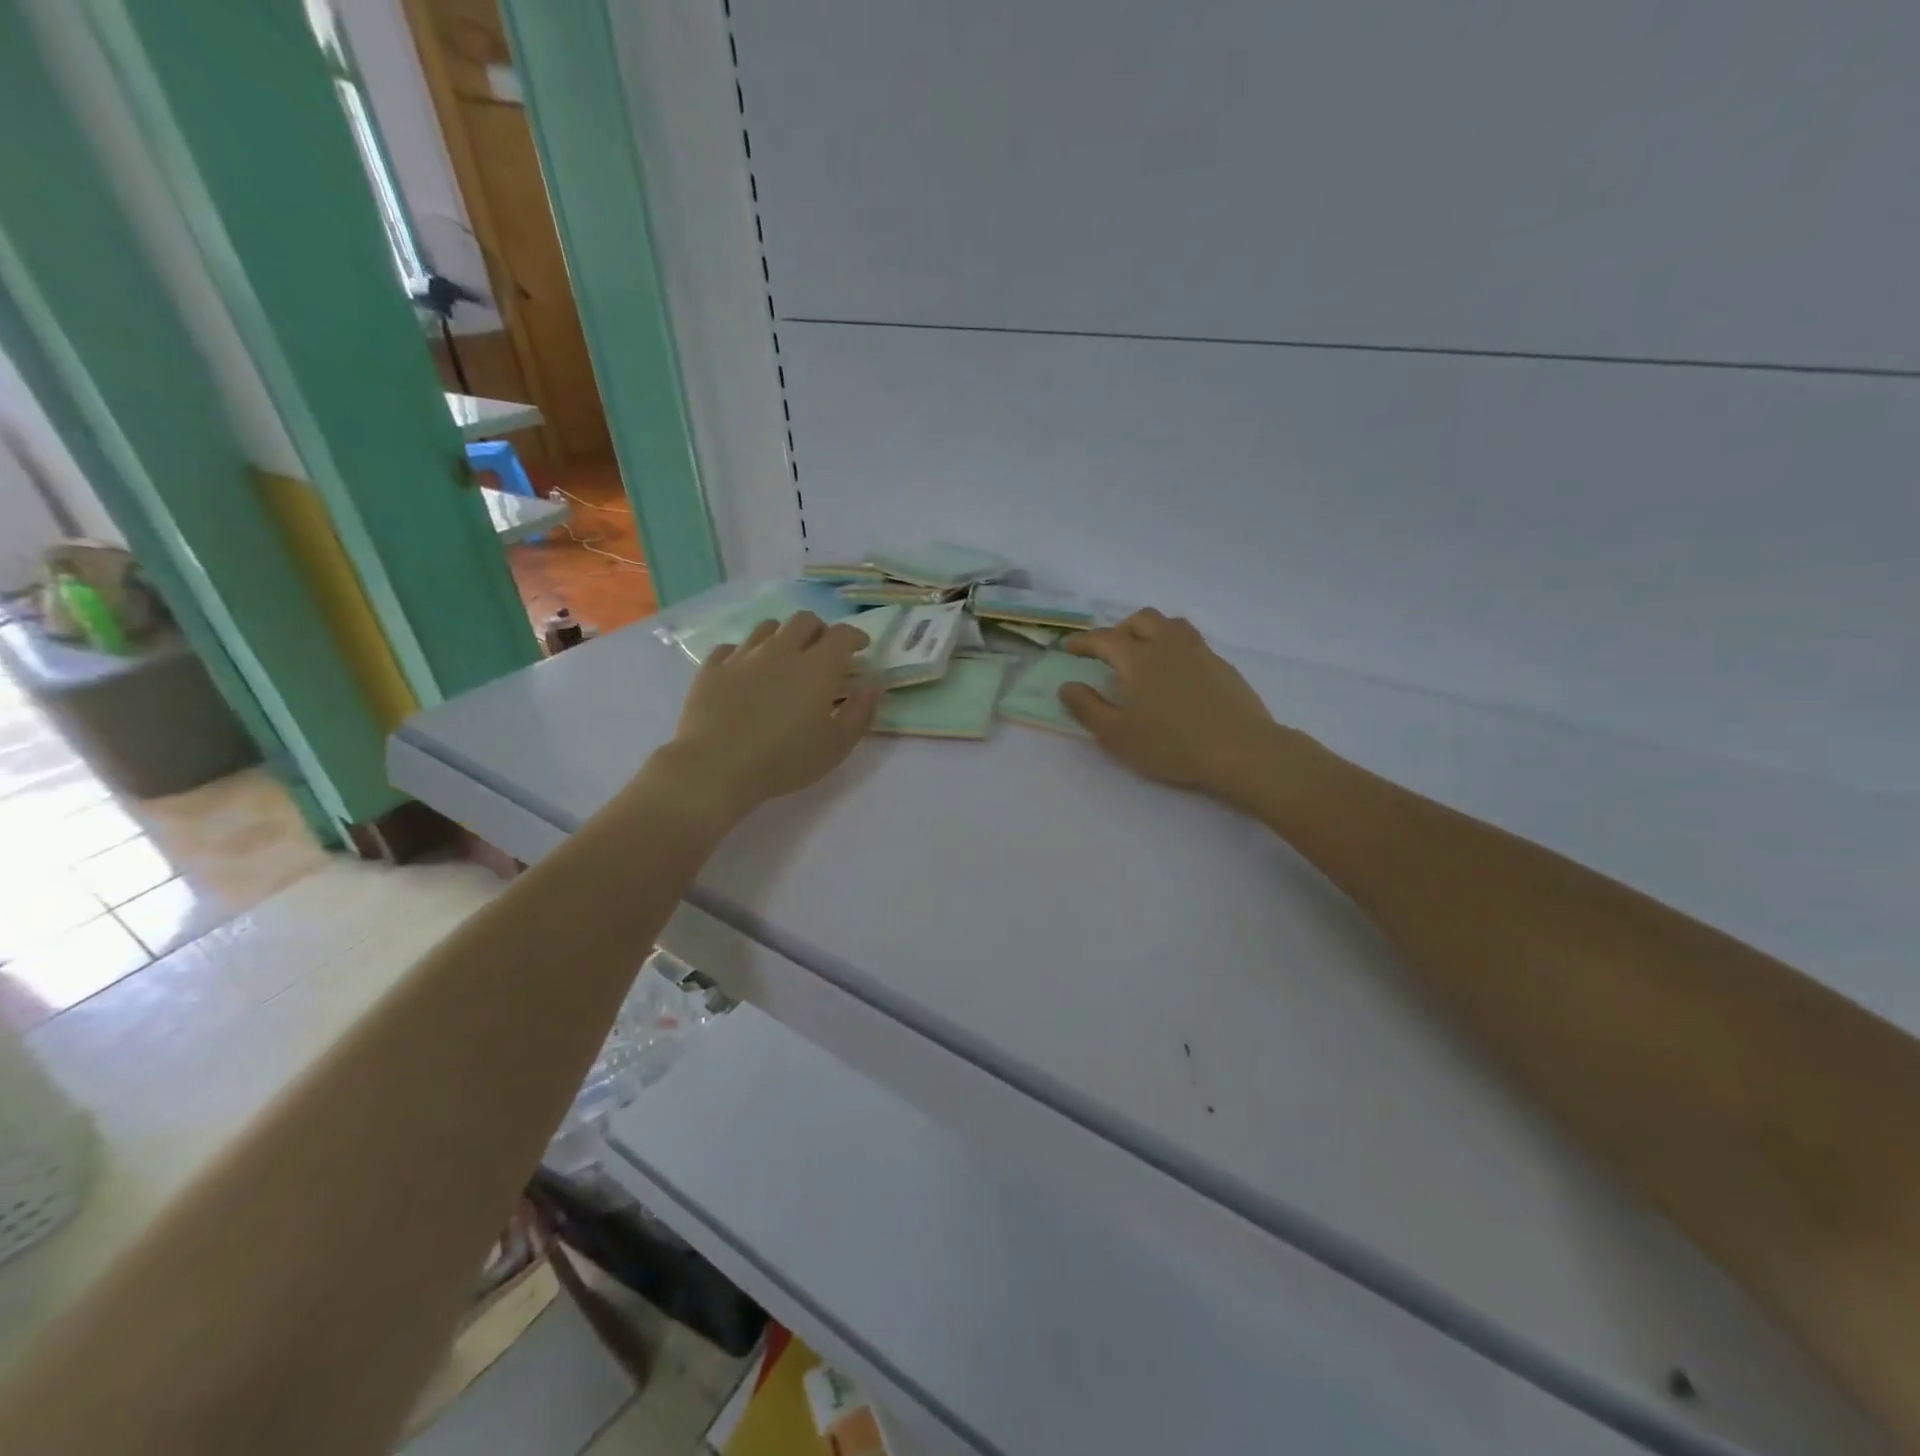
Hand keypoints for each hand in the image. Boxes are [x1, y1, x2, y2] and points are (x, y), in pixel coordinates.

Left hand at [657, 612, 878, 828]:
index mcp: (817, 667)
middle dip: (820, 630)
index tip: (861, 648)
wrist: (716, 767)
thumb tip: (871, 687)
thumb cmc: (785, 760)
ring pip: (768, 628)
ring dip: (783, 637)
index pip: (842, 634)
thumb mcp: (837, 746)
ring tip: (784, 658)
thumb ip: (860, 713)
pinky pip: (733, 648)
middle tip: (823, 651)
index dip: (855, 636)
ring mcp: (743, 656)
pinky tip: (746, 673)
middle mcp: (781, 650)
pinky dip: (746, 655)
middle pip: (804, 620)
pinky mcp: (713, 668)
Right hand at [1061, 609, 1285, 800]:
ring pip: (1171, 624)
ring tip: (1143, 654)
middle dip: (1120, 629)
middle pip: (1141, 620)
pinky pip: (1192, 643)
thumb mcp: (1117, 734)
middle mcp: (1169, 645)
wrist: (1241, 751)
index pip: (1105, 638)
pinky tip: (1175, 674)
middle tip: (1109, 651)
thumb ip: (1087, 707)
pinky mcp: (1222, 666)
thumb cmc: (1171, 745)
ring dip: (1151, 631)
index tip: (1070, 649)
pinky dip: (1174, 648)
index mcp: (1139, 658)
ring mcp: (1200, 652)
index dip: (1084, 641)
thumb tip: (1067, 686)